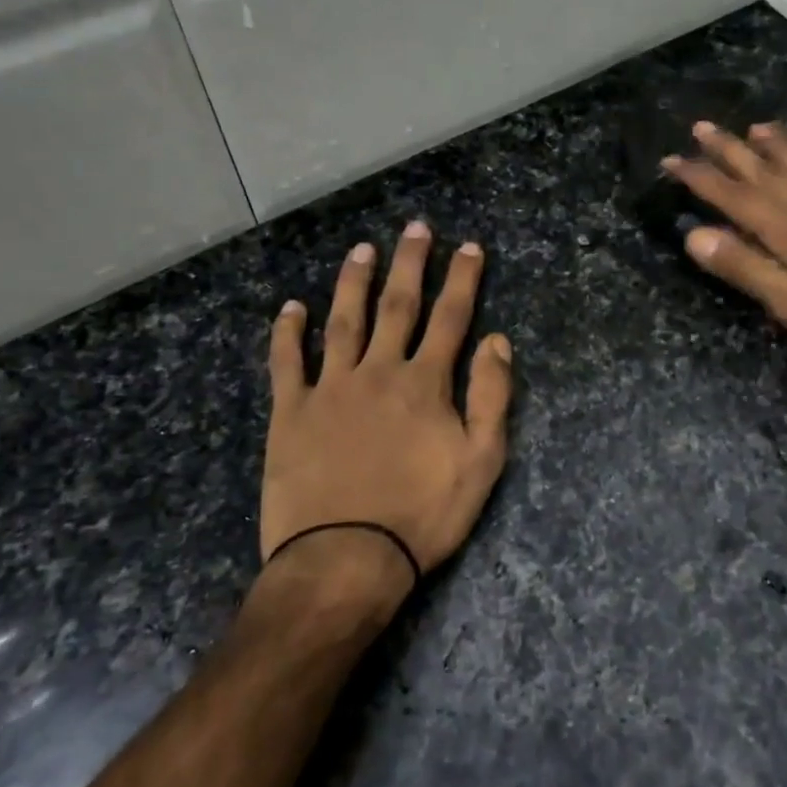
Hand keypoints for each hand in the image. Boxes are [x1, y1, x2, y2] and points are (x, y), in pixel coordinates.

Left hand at [260, 222, 513, 584]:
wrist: (346, 558)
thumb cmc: (423, 514)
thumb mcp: (482, 462)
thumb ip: (492, 397)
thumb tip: (498, 341)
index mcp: (426, 383)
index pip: (451, 318)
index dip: (462, 279)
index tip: (469, 246)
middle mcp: (379, 371)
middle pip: (398, 306)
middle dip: (410, 264)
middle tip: (416, 227)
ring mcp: (331, 388)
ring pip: (343, 321)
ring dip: (354, 282)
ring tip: (361, 249)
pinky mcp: (292, 412)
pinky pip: (288, 362)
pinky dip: (289, 332)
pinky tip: (292, 308)